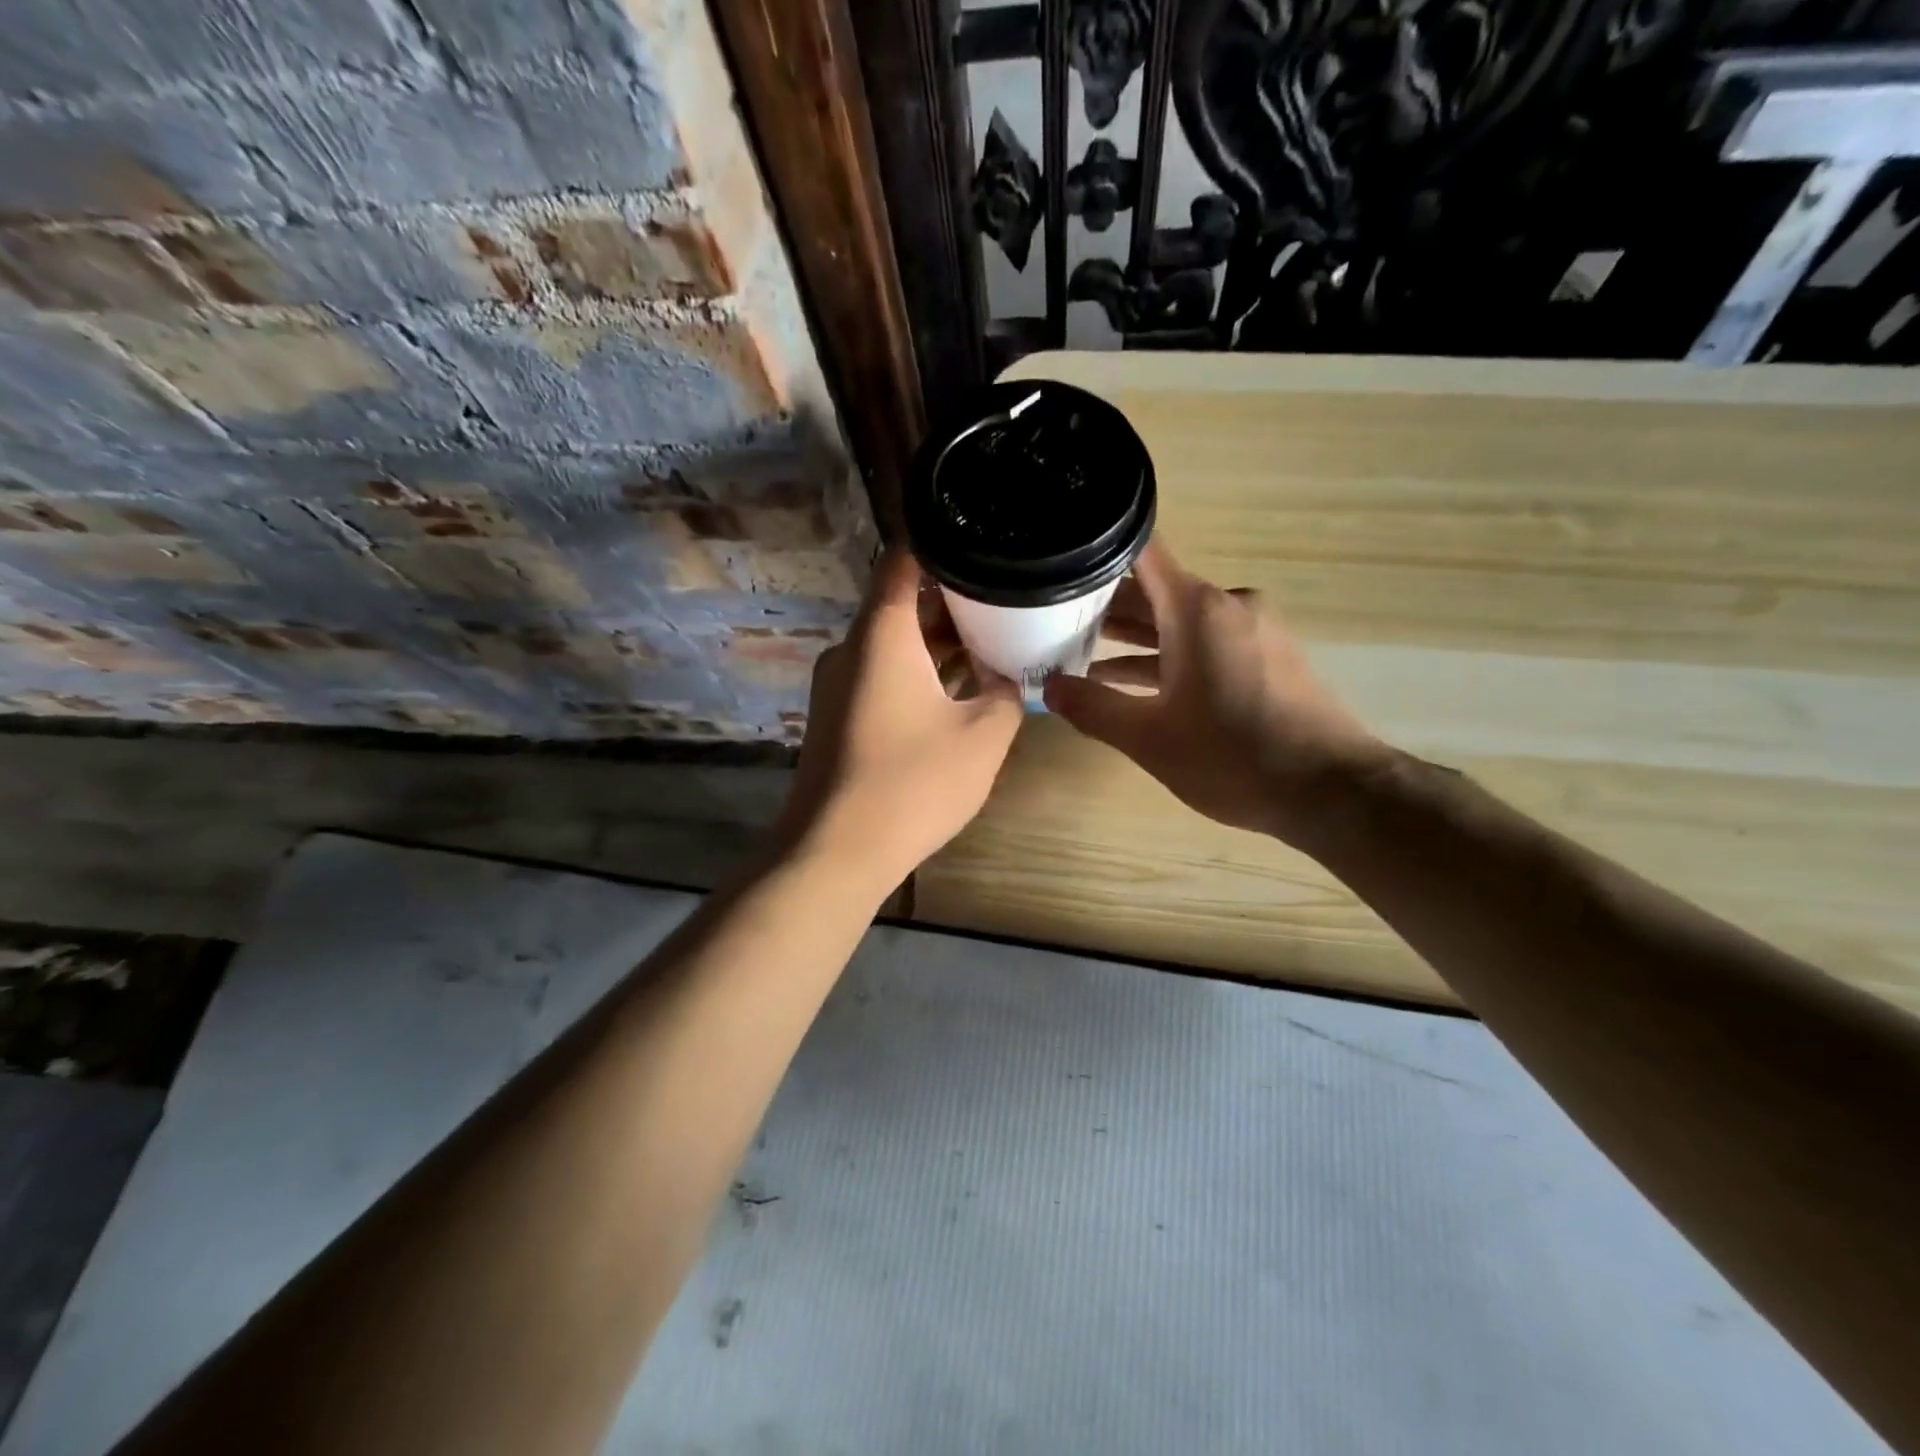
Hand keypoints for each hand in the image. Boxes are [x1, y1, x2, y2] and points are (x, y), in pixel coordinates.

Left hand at [776, 551, 1023, 892]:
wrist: (837, 851)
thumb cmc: (913, 785)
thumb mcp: (983, 737)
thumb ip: (1005, 693)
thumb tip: (1004, 677)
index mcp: (882, 634)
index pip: (905, 559)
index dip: (943, 543)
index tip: (983, 540)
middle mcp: (852, 648)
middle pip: (902, 602)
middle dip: (955, 599)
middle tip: (1007, 597)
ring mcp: (839, 683)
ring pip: (895, 642)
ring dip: (939, 641)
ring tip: (993, 640)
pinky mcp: (839, 715)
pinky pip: (883, 674)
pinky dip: (920, 671)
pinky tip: (960, 687)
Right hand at [1042, 541, 1393, 848]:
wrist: (1331, 790)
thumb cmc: (1233, 757)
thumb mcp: (1149, 737)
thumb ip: (1093, 708)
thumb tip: (1049, 688)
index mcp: (1197, 608)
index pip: (1141, 553)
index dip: (1096, 554)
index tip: (1058, 565)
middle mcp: (1226, 605)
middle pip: (1155, 590)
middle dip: (1104, 606)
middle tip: (1051, 621)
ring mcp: (1252, 630)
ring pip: (1179, 621)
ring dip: (1134, 637)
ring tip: (1080, 653)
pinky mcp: (1267, 657)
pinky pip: (1205, 642)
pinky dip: (1169, 656)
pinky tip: (1133, 682)